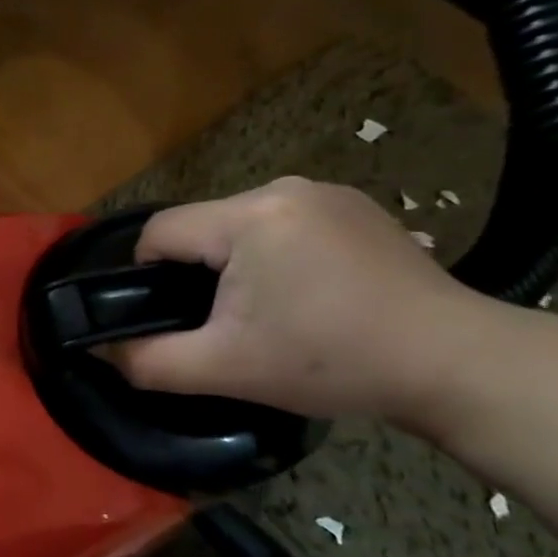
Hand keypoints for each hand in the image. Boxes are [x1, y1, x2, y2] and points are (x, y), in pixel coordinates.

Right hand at [98, 177, 499, 424]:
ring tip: (267, 312)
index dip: (146, 276)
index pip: (159, 232)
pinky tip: (307, 293)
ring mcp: (325, 192)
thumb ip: (148, 362)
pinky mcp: (355, 206)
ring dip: (234, 264)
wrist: (456, 363)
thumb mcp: (226, 369)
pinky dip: (275, 255)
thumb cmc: (332, 361)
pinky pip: (281, 224)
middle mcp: (283, 188)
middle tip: (224, 325)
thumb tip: (101, 351)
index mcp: (248, 216)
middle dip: (196, 274)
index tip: (170, 318)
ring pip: (239, 225)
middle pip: (200, 227)